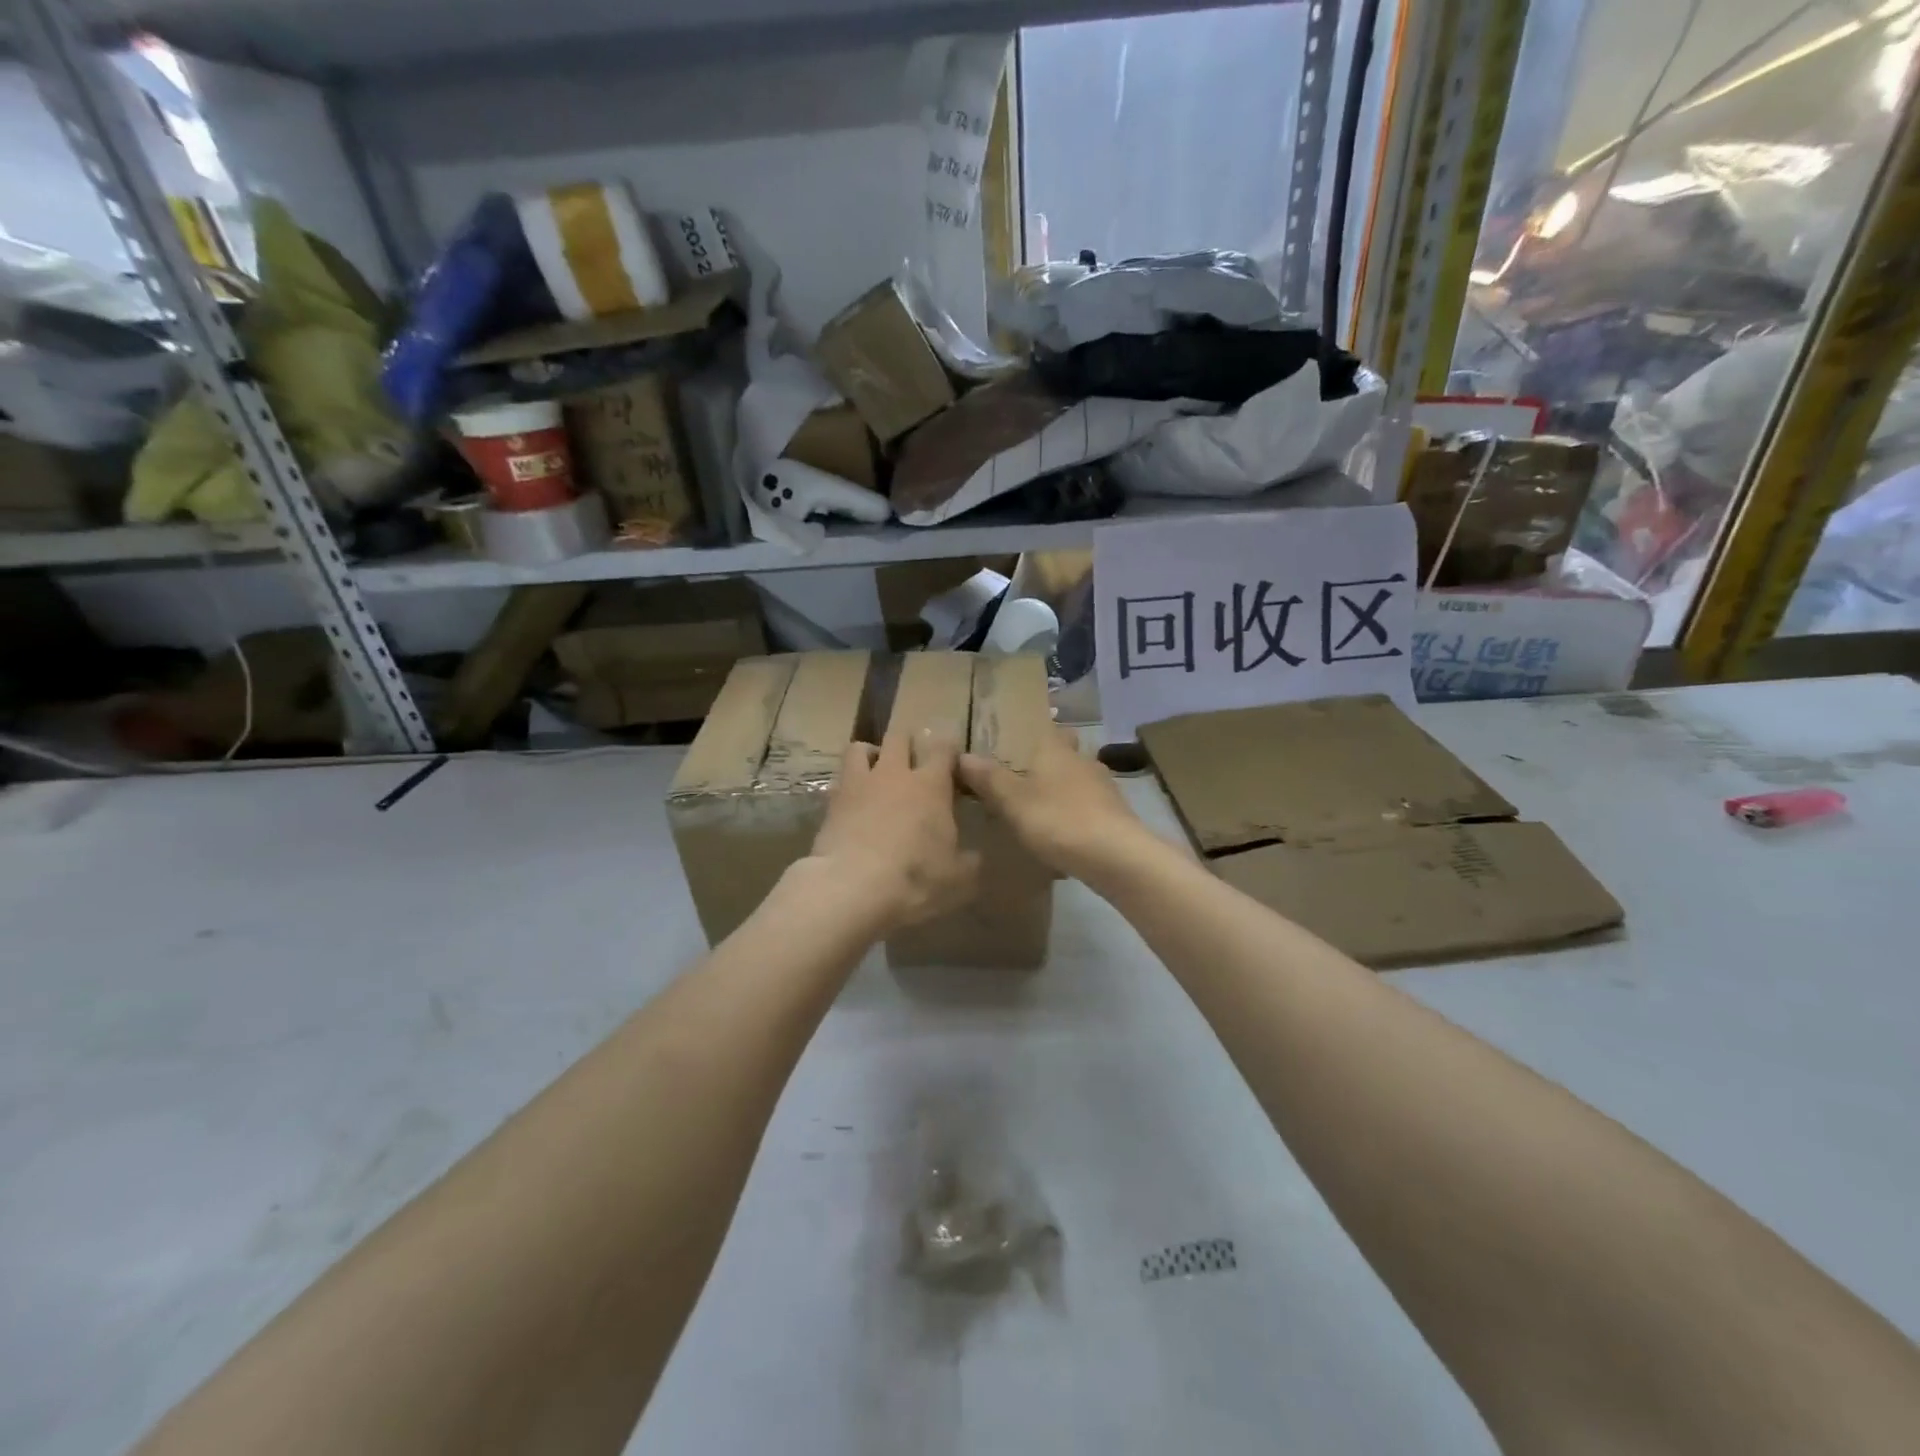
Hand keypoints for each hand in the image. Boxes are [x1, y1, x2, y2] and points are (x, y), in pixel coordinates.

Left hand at [805, 732, 980, 935]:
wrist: (852, 887)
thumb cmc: (914, 876)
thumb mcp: (956, 878)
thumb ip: (968, 861)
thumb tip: (973, 856)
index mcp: (930, 785)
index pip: (943, 749)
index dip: (949, 749)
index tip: (953, 759)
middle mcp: (894, 774)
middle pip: (899, 737)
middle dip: (908, 742)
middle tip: (913, 758)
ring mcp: (859, 784)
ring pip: (860, 748)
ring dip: (870, 754)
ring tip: (876, 771)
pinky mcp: (831, 803)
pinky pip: (840, 780)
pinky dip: (848, 785)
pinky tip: (853, 803)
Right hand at [958, 725, 1155, 885]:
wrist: (1116, 857)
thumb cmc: (1059, 819)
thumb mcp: (1013, 800)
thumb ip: (988, 778)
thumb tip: (963, 755)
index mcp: (1057, 749)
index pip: (1043, 727)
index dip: (1026, 731)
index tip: (1006, 741)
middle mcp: (1082, 761)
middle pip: (1061, 753)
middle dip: (1043, 762)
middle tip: (1016, 776)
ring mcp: (1103, 788)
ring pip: (1075, 780)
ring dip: (1058, 790)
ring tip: (1034, 807)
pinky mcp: (1114, 815)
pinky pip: (1086, 807)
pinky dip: (1072, 814)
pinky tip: (1059, 834)